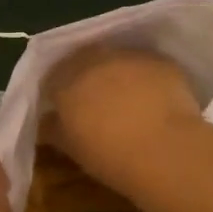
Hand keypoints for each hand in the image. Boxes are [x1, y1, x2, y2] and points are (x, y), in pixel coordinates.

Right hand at [42, 46, 203, 193]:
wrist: (165, 152)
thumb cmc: (110, 156)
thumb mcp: (72, 149)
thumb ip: (54, 129)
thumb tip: (47, 120)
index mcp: (65, 79)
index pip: (52, 78)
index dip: (57, 93)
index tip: (64, 109)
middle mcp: (93, 58)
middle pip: (83, 61)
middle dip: (86, 77)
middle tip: (95, 102)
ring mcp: (127, 55)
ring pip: (116, 60)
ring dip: (116, 73)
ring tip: (127, 99)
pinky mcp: (159, 60)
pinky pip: (145, 65)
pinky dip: (145, 77)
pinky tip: (154, 99)